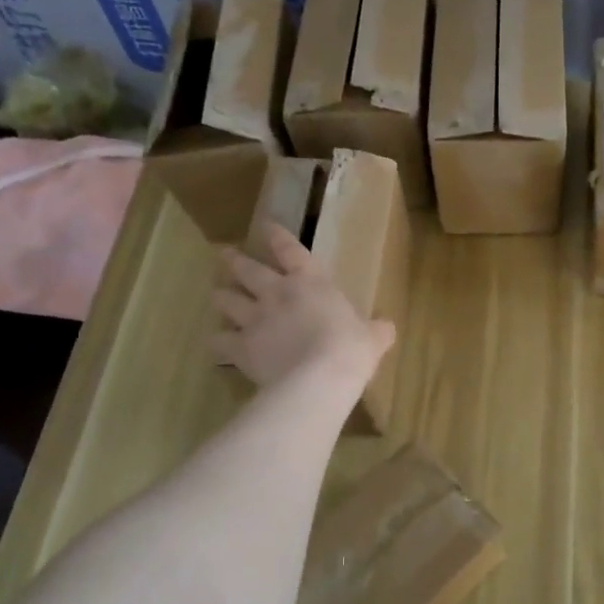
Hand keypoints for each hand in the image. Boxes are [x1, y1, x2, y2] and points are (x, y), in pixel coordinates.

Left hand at [211, 223, 394, 393]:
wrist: (320, 378)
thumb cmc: (351, 349)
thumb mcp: (372, 337)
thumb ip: (376, 330)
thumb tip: (386, 328)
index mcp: (310, 282)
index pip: (289, 249)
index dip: (276, 236)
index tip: (265, 225)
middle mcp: (277, 293)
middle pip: (247, 269)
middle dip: (234, 260)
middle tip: (224, 254)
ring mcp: (254, 319)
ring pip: (226, 300)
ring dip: (221, 296)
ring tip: (217, 295)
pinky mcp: (240, 347)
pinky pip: (219, 341)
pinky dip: (217, 342)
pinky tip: (217, 345)